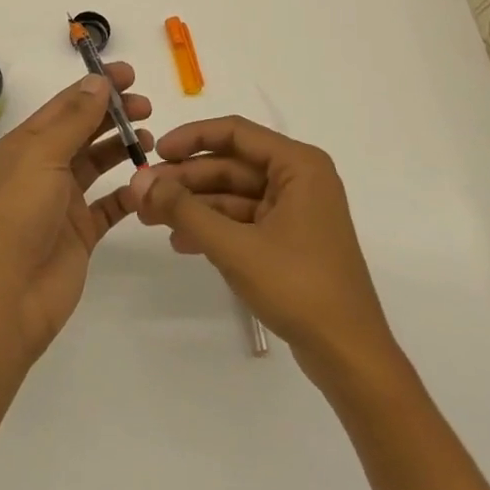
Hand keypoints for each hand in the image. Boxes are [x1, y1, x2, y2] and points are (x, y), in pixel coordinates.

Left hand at [0, 66, 151, 363]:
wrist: (8, 295)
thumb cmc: (19, 215)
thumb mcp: (43, 157)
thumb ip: (74, 120)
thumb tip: (98, 82)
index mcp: (26, 145)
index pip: (65, 105)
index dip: (95, 87)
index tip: (130, 74)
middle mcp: (43, 168)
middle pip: (83, 131)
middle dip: (113, 114)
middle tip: (147, 106)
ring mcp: (62, 201)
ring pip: (97, 164)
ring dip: (122, 148)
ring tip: (150, 138)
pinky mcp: (80, 232)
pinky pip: (109, 205)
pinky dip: (129, 193)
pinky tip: (148, 183)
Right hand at [128, 116, 398, 382]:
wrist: (351, 357)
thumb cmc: (298, 287)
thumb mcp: (234, 246)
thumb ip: (184, 210)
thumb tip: (139, 181)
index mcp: (298, 165)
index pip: (235, 133)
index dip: (191, 138)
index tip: (155, 154)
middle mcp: (299, 178)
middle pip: (231, 165)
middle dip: (186, 180)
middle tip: (143, 193)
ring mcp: (295, 210)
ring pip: (233, 194)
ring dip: (194, 205)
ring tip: (151, 219)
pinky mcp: (289, 239)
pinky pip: (243, 220)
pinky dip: (212, 227)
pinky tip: (180, 241)